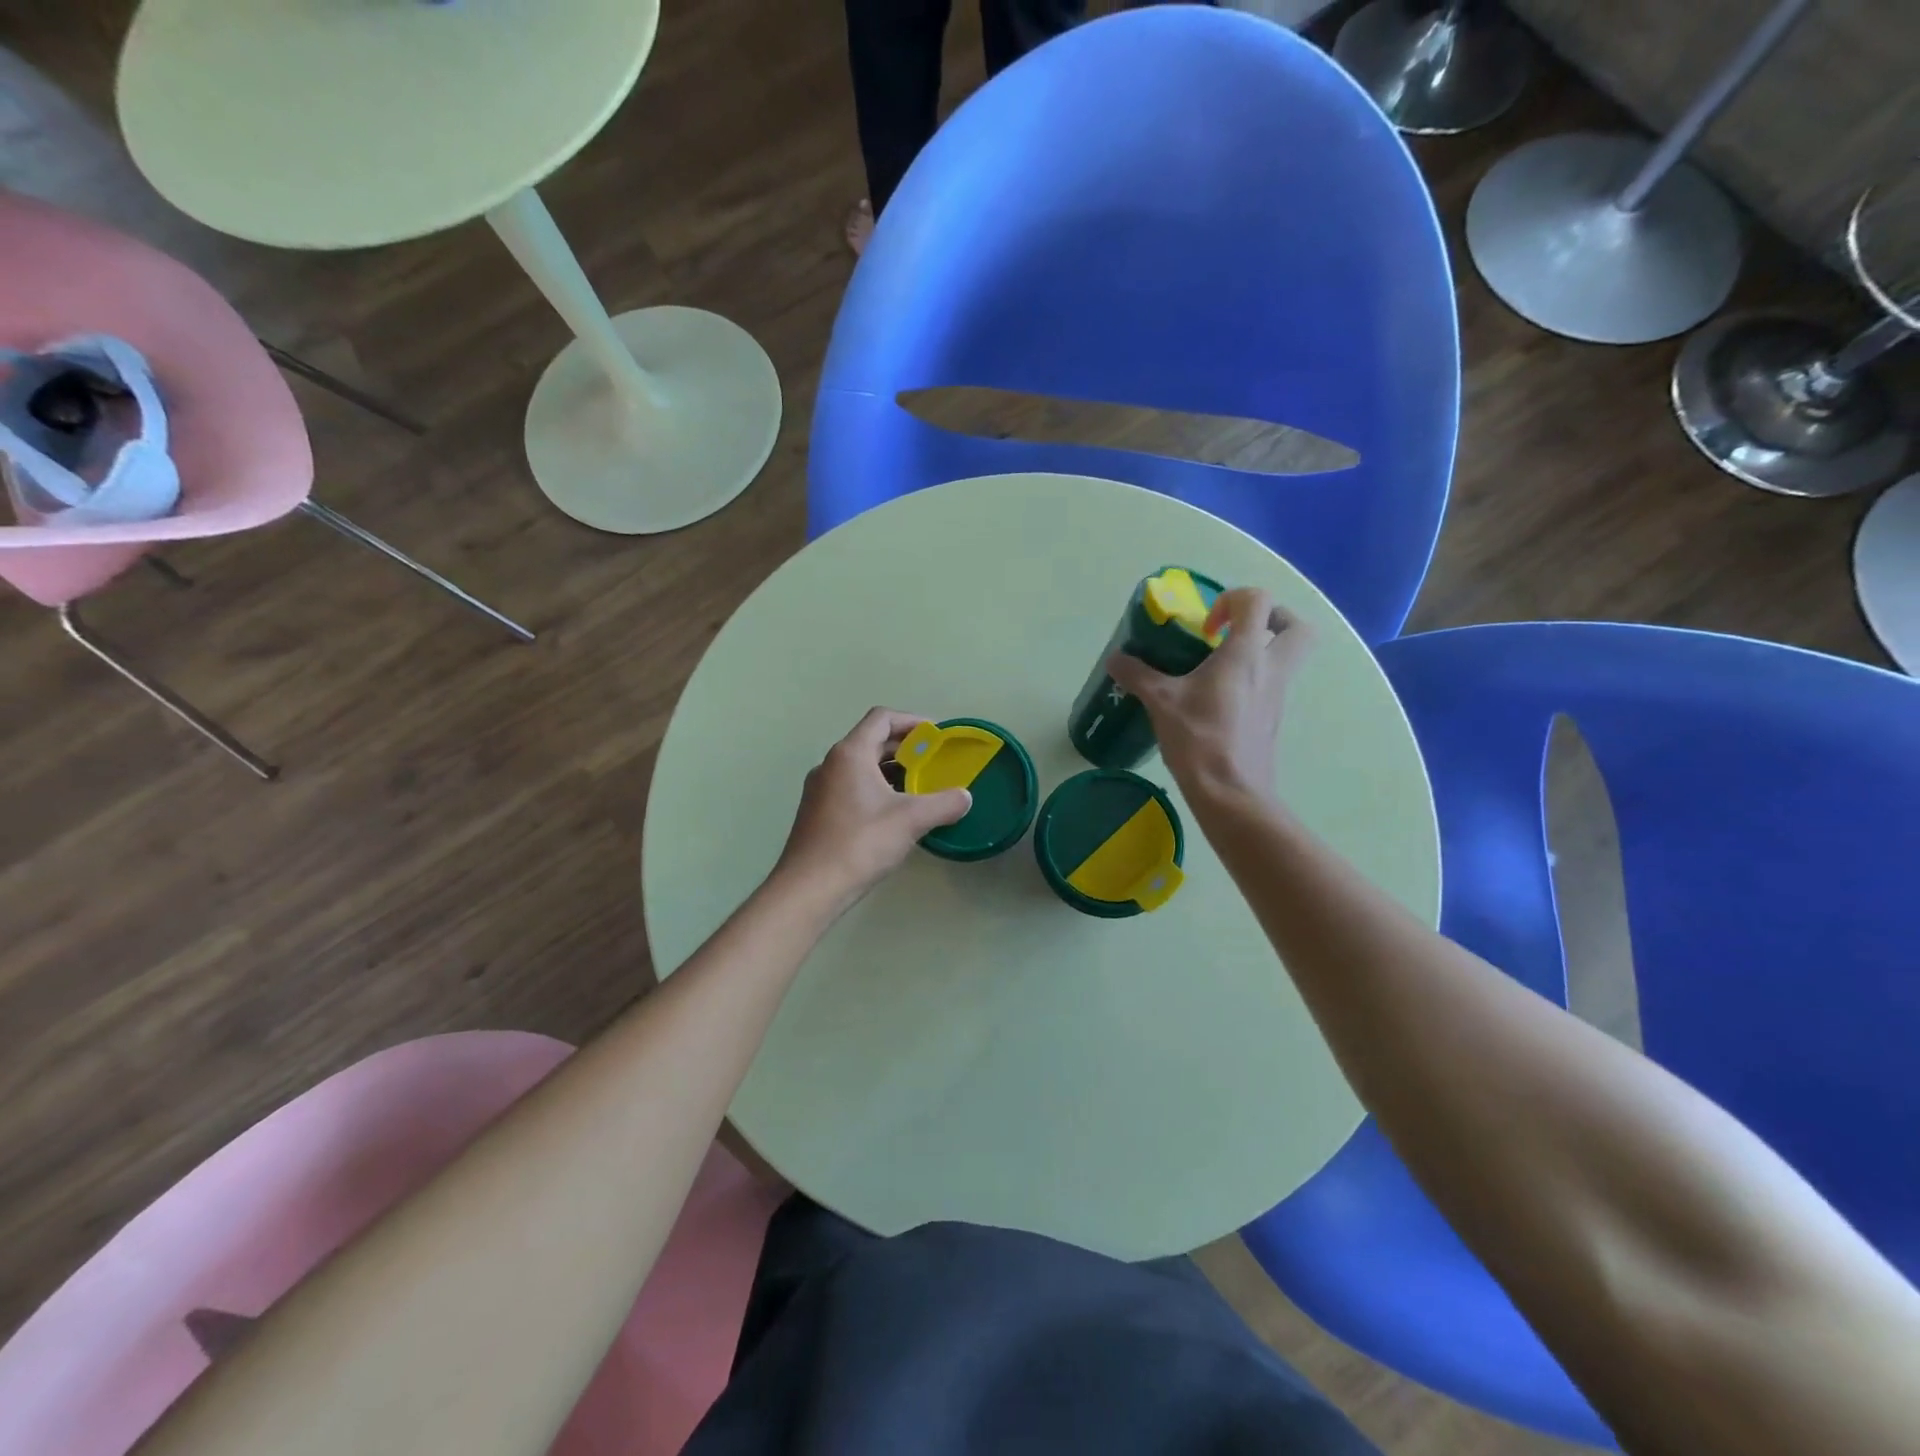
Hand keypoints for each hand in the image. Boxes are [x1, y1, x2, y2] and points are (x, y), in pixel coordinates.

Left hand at [773, 708, 971, 914]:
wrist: (809, 888)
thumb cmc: (860, 844)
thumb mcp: (911, 820)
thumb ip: (944, 804)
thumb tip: (966, 797)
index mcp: (850, 754)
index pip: (882, 718)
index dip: (912, 721)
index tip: (936, 737)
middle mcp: (831, 764)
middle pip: (871, 741)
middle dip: (905, 748)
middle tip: (934, 763)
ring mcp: (820, 789)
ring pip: (861, 766)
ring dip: (891, 770)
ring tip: (920, 788)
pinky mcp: (817, 812)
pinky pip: (852, 787)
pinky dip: (876, 789)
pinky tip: (894, 814)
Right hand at [1108, 588, 1314, 803]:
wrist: (1231, 792)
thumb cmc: (1199, 738)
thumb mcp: (1160, 701)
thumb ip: (1138, 675)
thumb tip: (1115, 660)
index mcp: (1246, 654)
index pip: (1257, 601)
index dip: (1232, 600)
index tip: (1206, 626)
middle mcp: (1271, 669)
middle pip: (1298, 627)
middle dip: (1273, 619)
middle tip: (1238, 631)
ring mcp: (1277, 696)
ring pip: (1289, 658)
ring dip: (1262, 651)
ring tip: (1221, 666)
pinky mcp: (1272, 719)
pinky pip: (1273, 686)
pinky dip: (1253, 681)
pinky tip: (1218, 698)